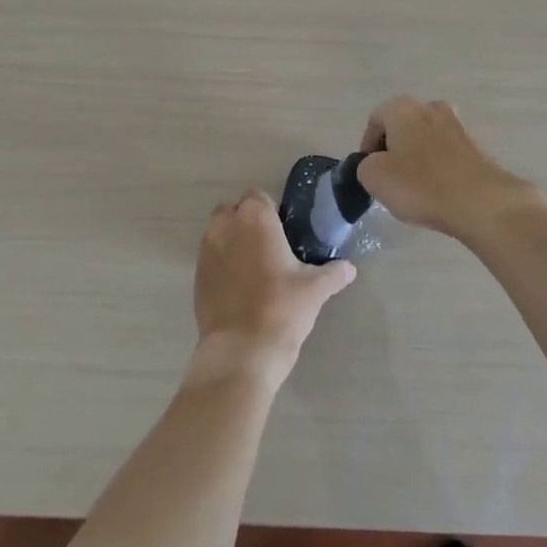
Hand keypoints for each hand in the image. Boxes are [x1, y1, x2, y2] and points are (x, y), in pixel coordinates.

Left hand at [190, 190, 356, 387]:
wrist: (242, 350)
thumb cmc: (282, 308)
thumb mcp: (316, 289)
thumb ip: (334, 273)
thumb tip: (350, 269)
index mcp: (255, 218)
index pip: (257, 196)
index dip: (269, 211)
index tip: (283, 231)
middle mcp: (225, 226)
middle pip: (233, 211)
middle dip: (247, 223)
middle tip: (269, 248)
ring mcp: (206, 252)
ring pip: (218, 234)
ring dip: (232, 242)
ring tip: (254, 269)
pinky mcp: (196, 277)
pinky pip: (210, 260)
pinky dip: (222, 265)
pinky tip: (240, 288)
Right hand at [356, 96, 541, 240]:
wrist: (481, 202)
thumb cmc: (421, 185)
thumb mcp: (374, 177)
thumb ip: (365, 165)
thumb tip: (376, 164)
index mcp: (403, 107)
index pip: (374, 121)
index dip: (366, 147)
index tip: (369, 173)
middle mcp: (430, 107)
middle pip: (401, 127)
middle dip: (392, 151)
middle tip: (389, 180)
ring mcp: (456, 124)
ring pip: (424, 139)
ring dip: (415, 159)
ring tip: (414, 188)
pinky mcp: (474, 145)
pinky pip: (445, 152)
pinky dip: (436, 167)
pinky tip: (437, 191)